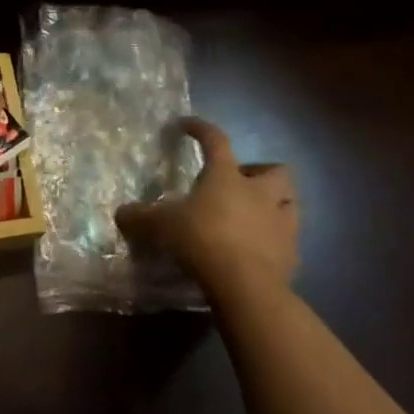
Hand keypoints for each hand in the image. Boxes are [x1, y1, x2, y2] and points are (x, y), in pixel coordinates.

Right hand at [116, 118, 298, 293]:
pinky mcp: (292, 255)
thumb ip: (141, 218)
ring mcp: (280, 223)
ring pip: (291, 203)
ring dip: (277, 205)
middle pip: (276, 170)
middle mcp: (258, 193)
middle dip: (261, 172)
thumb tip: (121, 214)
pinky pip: (289, 240)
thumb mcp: (162, 226)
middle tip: (241, 182)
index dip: (201, 129)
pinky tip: (261, 250)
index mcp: (226, 176)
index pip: (215, 140)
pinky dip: (277, 241)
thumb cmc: (202, 240)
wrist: (245, 287)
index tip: (188, 125)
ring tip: (257, 215)